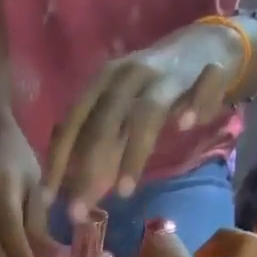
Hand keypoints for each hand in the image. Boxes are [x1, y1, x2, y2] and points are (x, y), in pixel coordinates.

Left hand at [44, 21, 243, 220]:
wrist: (208, 44)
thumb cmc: (152, 88)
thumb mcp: (119, 112)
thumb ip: (100, 147)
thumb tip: (76, 191)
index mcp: (103, 82)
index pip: (73, 124)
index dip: (58, 161)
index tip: (47, 201)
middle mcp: (131, 75)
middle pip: (104, 123)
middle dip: (88, 169)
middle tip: (78, 212)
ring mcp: (169, 74)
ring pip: (148, 112)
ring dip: (134, 152)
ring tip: (124, 191)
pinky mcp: (209, 70)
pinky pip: (203, 86)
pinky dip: (197, 104)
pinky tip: (188, 125)